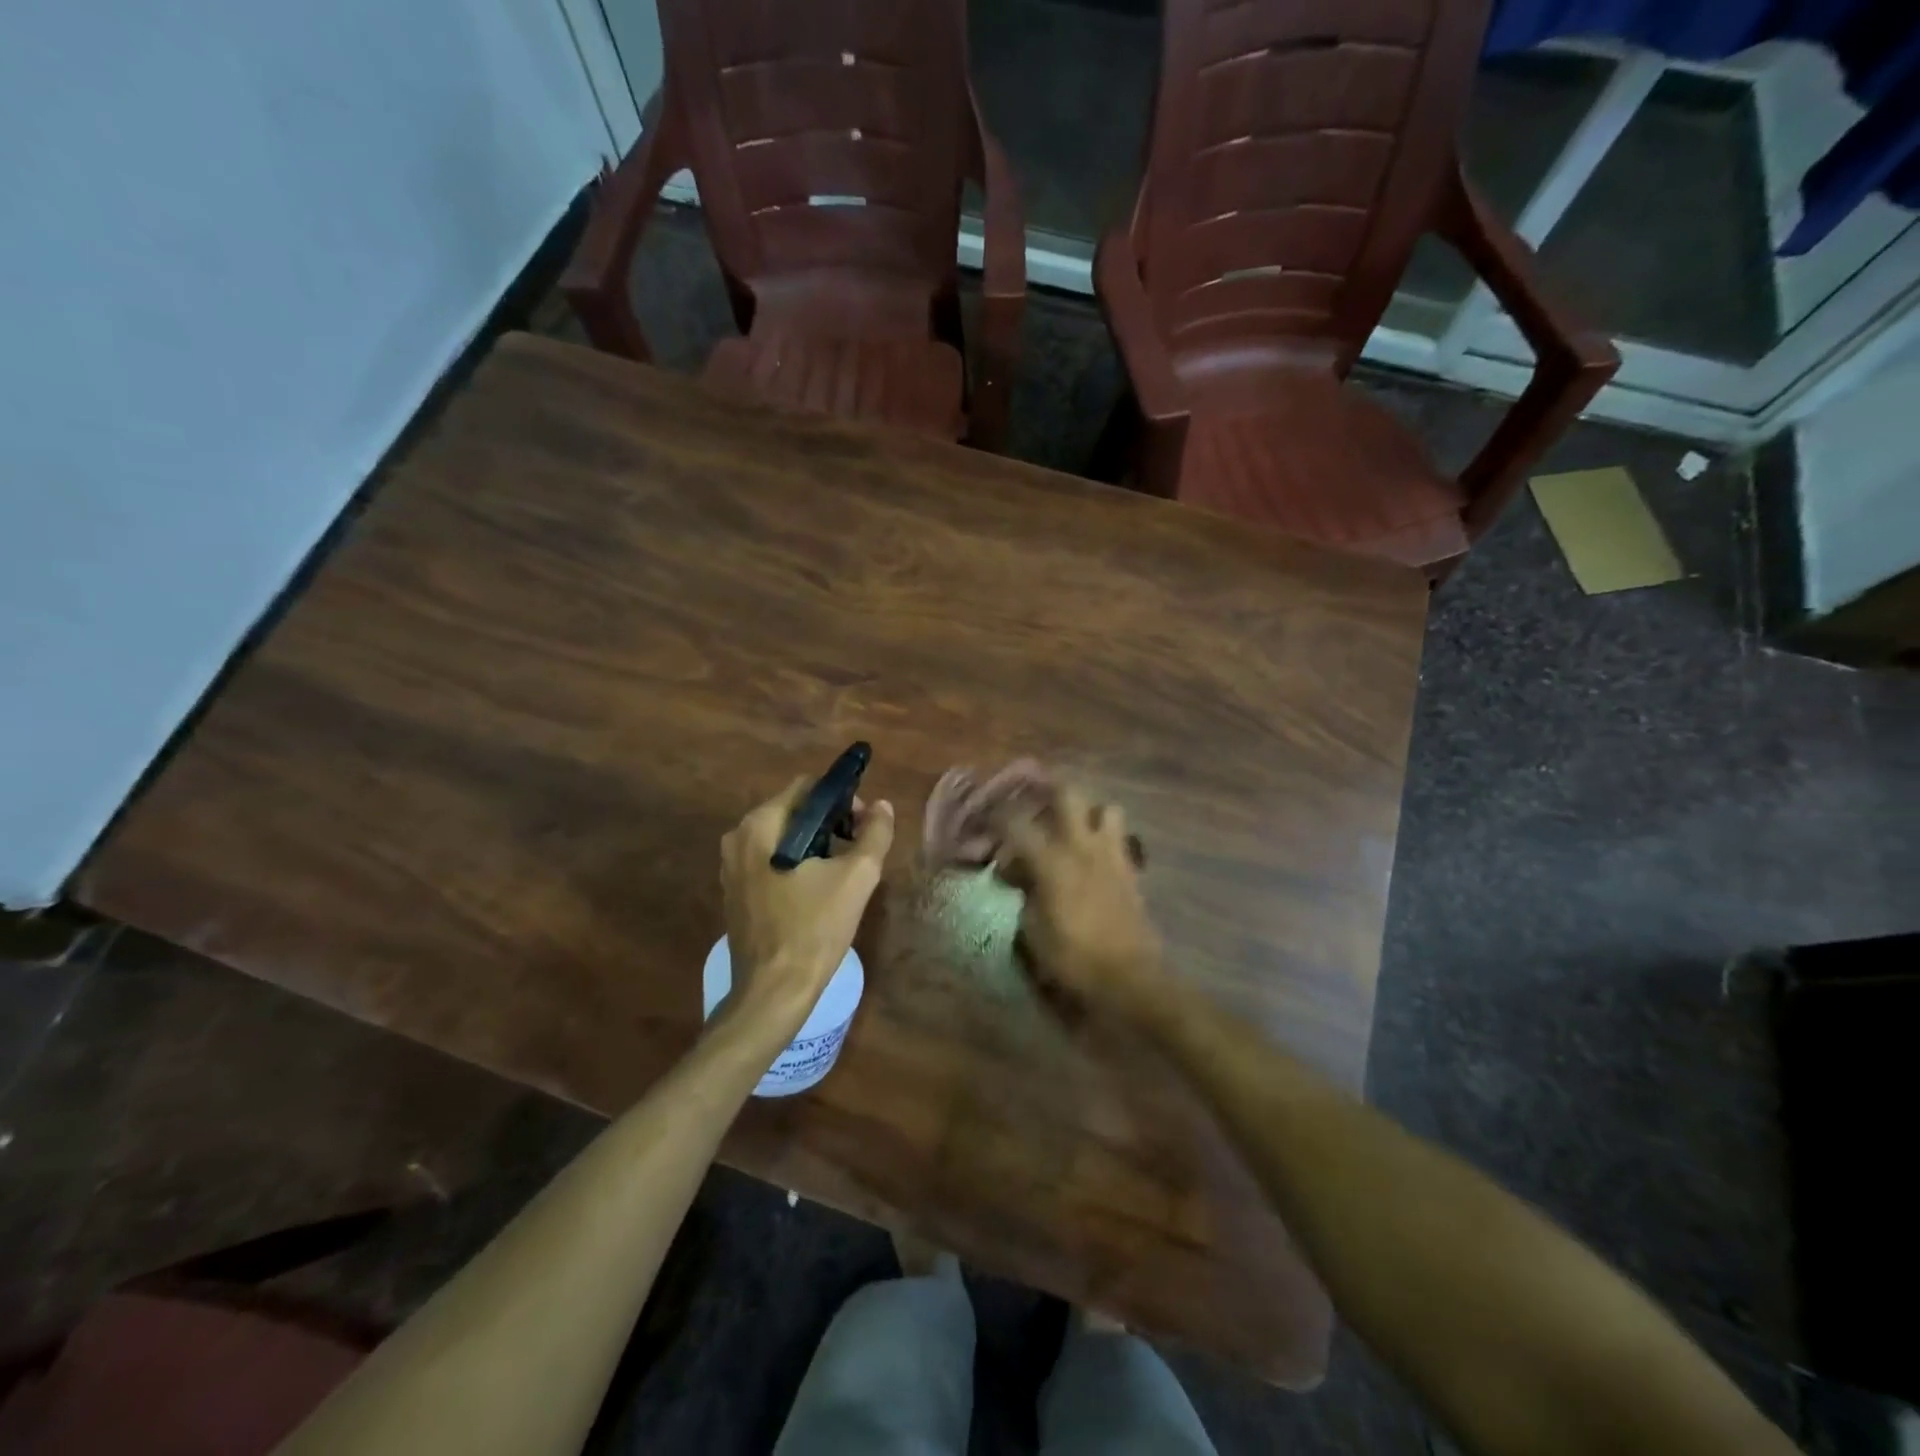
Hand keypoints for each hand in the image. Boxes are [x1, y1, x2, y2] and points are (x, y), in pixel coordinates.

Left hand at [720, 777, 894, 1031]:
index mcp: (761, 825)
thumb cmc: (814, 928)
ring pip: (784, 837)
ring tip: (843, 872)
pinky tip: (818, 891)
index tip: (865, 826)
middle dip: (832, 823)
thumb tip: (881, 806)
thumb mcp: (856, 877)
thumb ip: (874, 833)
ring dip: (817, 845)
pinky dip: (798, 864)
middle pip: (795, 811)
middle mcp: (738, 837)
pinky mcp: (736, 891)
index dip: (843, 799)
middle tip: (859, 850)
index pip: (808, 787)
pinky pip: (772, 861)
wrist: (774, 991)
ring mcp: (732, 866)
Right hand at [992, 785, 1167, 1028]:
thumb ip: (1021, 894)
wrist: (1130, 978)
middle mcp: (1082, 847)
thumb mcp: (1032, 932)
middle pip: (1068, 794)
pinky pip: (1121, 838)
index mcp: (1052, 861)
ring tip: (1073, 829)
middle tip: (1033, 806)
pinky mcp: (1131, 870)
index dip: (996, 816)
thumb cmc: (1074, 959)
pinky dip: (1106, 837)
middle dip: (1047, 792)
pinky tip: (1094, 856)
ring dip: (1088, 813)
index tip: (985, 818)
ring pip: (1105, 808)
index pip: (1015, 823)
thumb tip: (1014, 875)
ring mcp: (1111, 854)